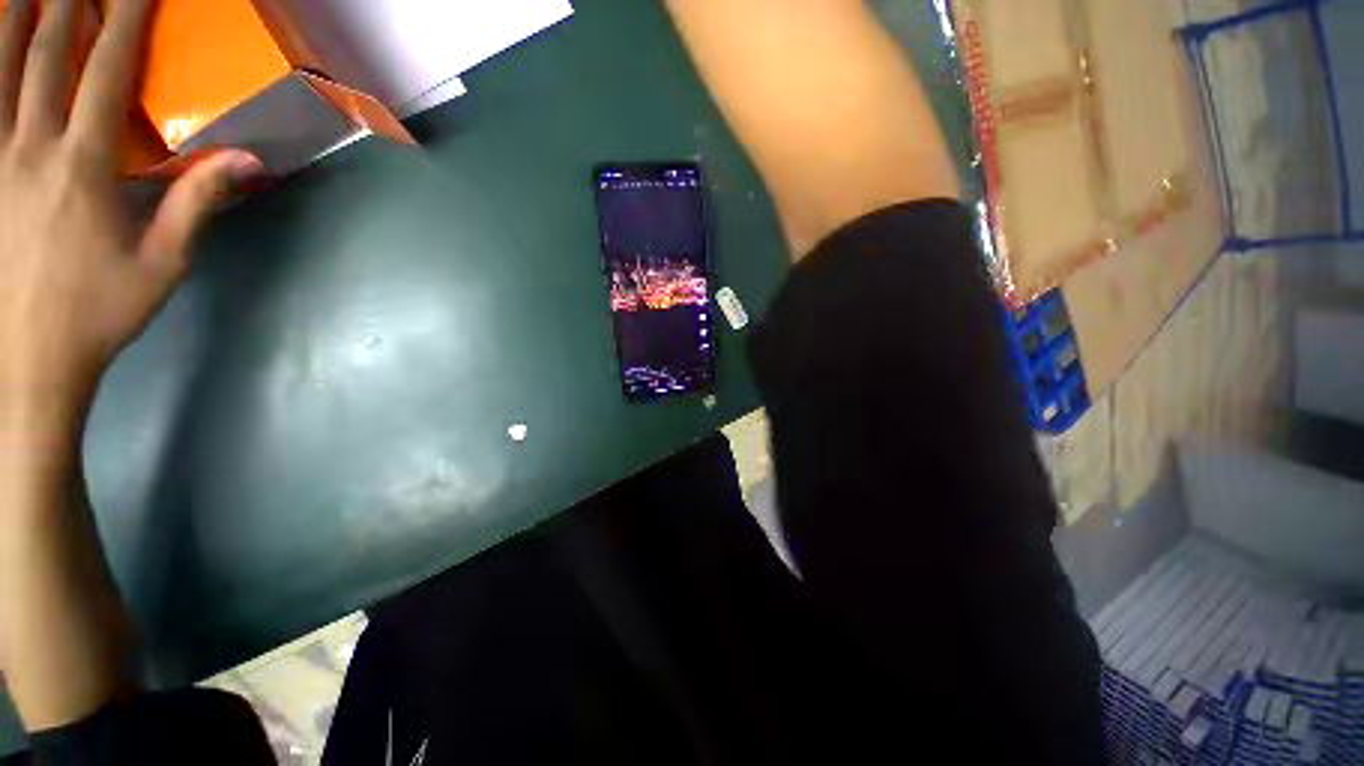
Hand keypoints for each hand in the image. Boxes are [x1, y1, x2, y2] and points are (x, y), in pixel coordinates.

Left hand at [0, 0, 262, 432]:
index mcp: (83, 166)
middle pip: (45, 58)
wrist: (33, 358)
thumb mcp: (164, 262)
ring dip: (11, 24)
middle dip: (65, 6)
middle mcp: (34, 148)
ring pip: (0, 74)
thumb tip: (247, 160)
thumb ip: (198, 203)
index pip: (105, 72)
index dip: (122, 20)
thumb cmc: (103, 310)